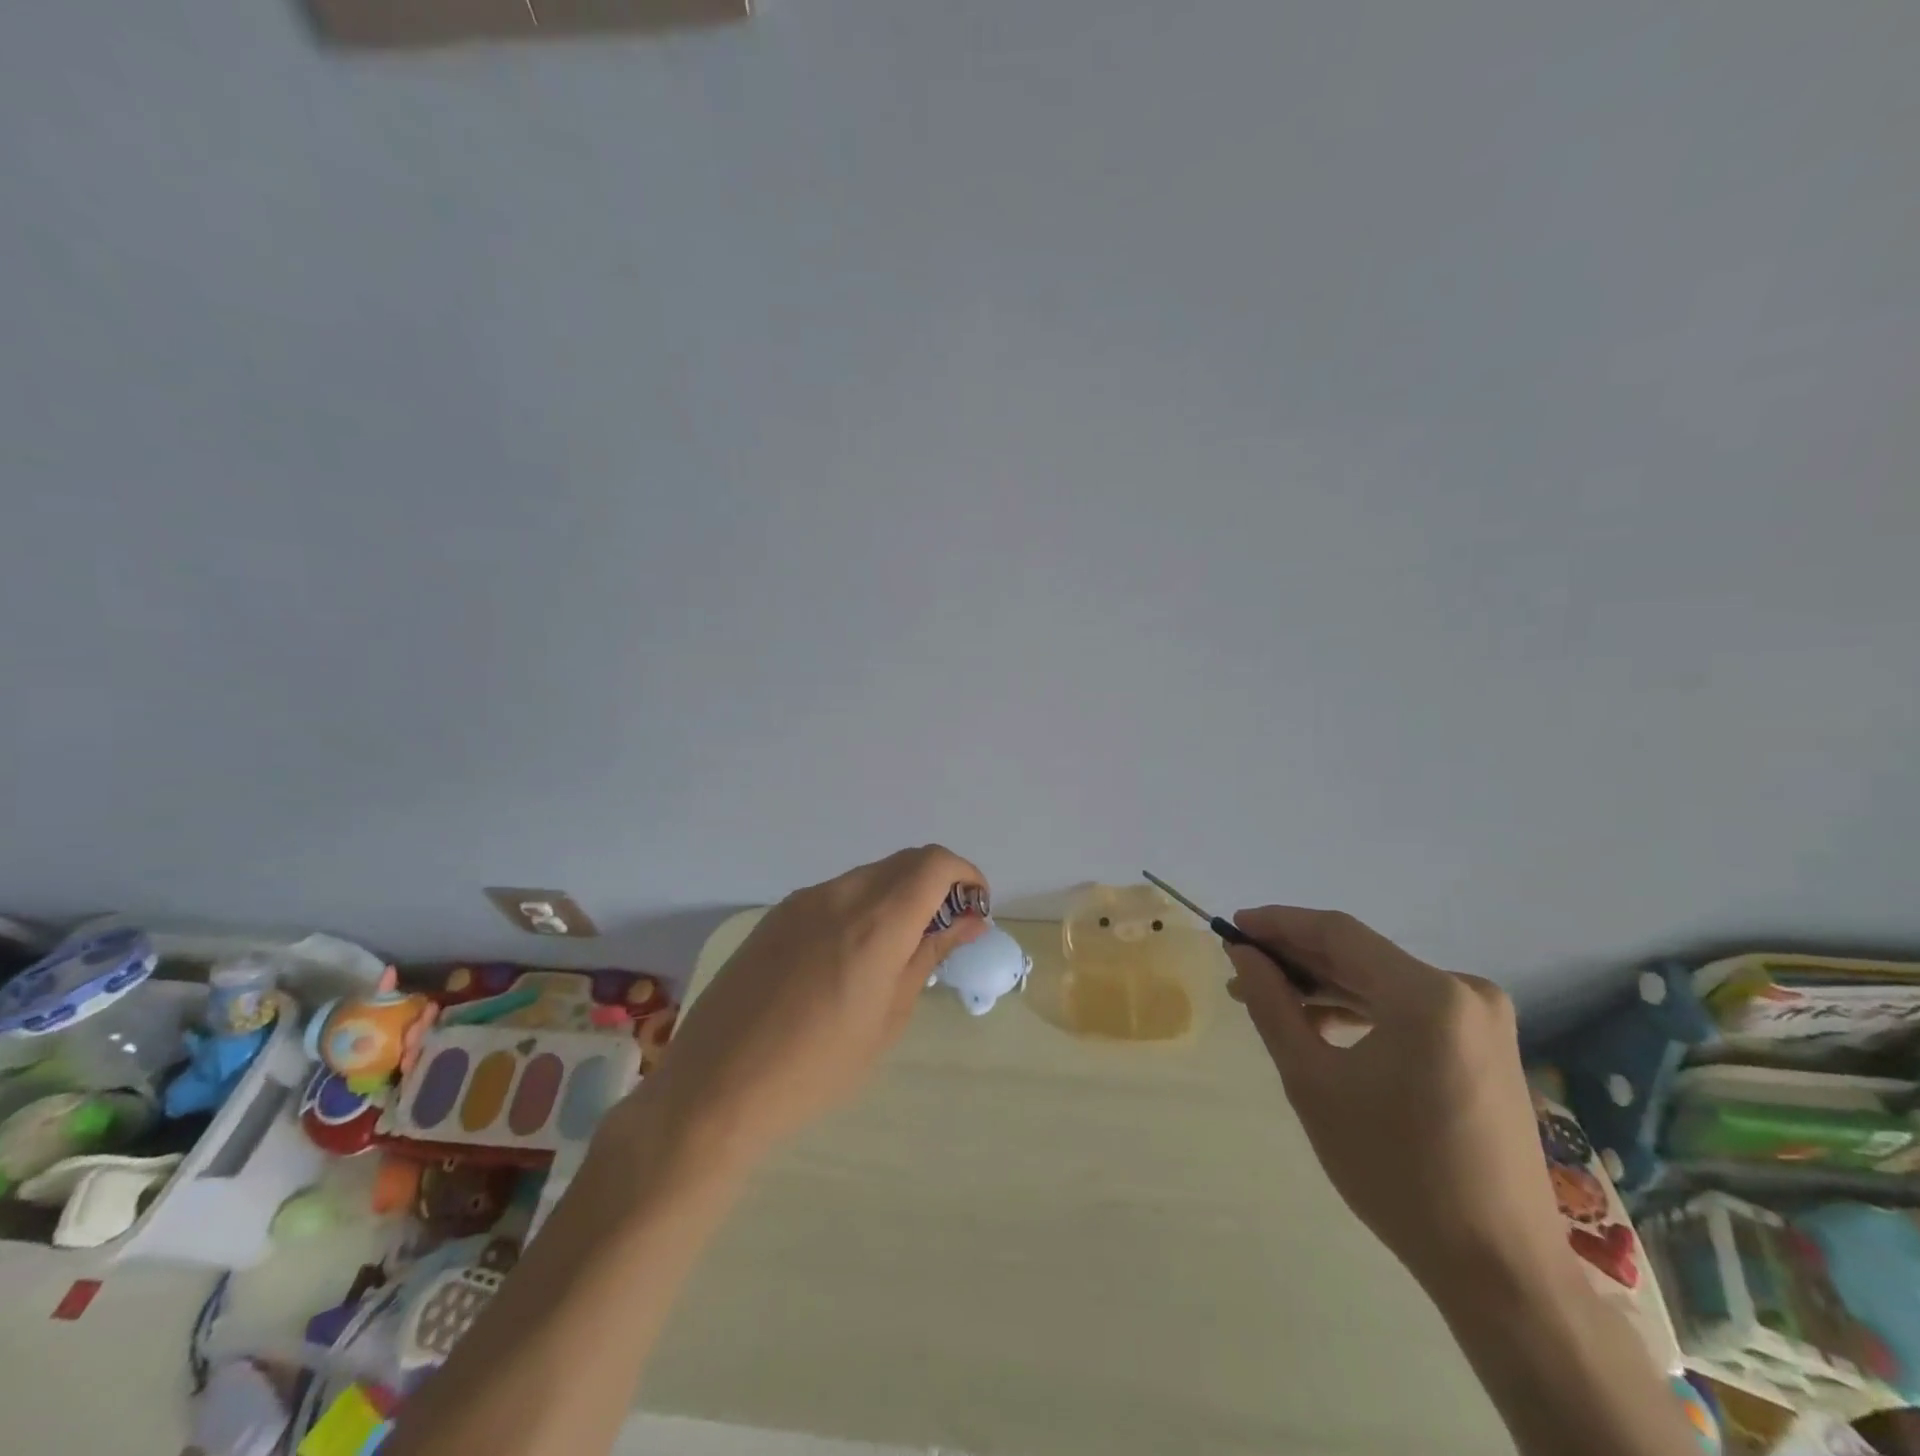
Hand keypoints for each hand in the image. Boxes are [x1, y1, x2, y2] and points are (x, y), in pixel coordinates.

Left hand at [640, 846, 988, 1168]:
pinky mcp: (776, 915)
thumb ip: (928, 955)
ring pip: (869, 875)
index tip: (973, 912)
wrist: (716, 1087)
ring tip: (894, 951)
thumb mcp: (888, 1017)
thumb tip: (968, 920)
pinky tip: (847, 957)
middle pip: (904, 862)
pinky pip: (834, 893)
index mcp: (876, 923)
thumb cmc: (817, 1069)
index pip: (935, 863)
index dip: (965, 876)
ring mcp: (802, 901)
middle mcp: (840, 895)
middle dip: (936, 884)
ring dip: (897, 896)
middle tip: (942, 932)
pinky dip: (861, 906)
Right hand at [1224, 907, 1561, 1288]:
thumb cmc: (1395, 1171)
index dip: (1280, 924)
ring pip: (1382, 982)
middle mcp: (1465, 991)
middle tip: (1242, 969)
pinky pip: (1409, 1009)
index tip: (1232, 928)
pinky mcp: (1486, 1046)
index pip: (1338, 933)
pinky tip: (1321, 1026)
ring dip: (1325, 987)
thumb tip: (1243, 955)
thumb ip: (1272, 1005)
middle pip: (1361, 956)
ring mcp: (1482, 1019)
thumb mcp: (1313, 1081)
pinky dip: (1361, 1010)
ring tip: (1271, 1001)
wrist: (1498, 1267)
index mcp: (1428, 994)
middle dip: (1297, 960)